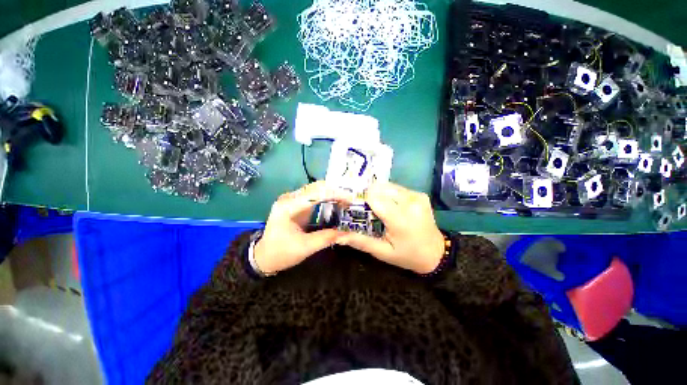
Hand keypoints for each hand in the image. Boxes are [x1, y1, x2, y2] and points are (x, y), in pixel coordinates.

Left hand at [254, 181, 352, 274]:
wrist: (264, 256)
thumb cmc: (281, 253)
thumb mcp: (305, 248)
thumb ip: (326, 238)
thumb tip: (347, 232)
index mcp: (288, 207)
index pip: (315, 194)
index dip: (334, 194)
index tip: (350, 199)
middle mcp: (289, 198)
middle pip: (316, 187)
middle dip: (335, 191)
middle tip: (351, 199)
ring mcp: (292, 199)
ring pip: (316, 189)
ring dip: (332, 192)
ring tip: (347, 200)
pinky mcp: (296, 203)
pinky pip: (314, 195)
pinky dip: (327, 197)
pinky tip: (337, 202)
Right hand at [335, 183, 444, 273]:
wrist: (436, 253)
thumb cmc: (408, 255)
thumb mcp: (382, 252)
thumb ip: (360, 241)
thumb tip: (337, 236)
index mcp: (401, 219)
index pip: (374, 197)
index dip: (362, 200)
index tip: (356, 208)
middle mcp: (410, 202)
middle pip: (380, 188)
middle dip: (369, 196)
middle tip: (366, 209)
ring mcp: (417, 196)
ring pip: (387, 185)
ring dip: (379, 194)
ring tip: (377, 208)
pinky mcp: (419, 194)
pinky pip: (397, 188)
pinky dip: (388, 194)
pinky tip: (389, 206)